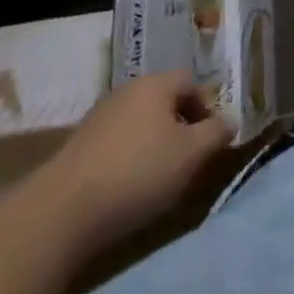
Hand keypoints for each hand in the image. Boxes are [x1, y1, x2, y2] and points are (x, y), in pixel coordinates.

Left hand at [42, 72, 234, 240]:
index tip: (210, 140)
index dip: (206, 107)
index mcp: (156, 83)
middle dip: (179, 126)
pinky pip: (116, 143)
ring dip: (152, 143)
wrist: (62, 211)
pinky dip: (128, 158)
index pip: (190, 82)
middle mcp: (127, 90)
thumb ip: (215, 134)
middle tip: (188, 159)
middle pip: (163, 101)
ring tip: (158, 178)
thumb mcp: (190, 155)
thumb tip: (231, 121)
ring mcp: (99, 117)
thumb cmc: (138, 172)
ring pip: (139, 122)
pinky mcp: (78, 146)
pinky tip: (127, 188)